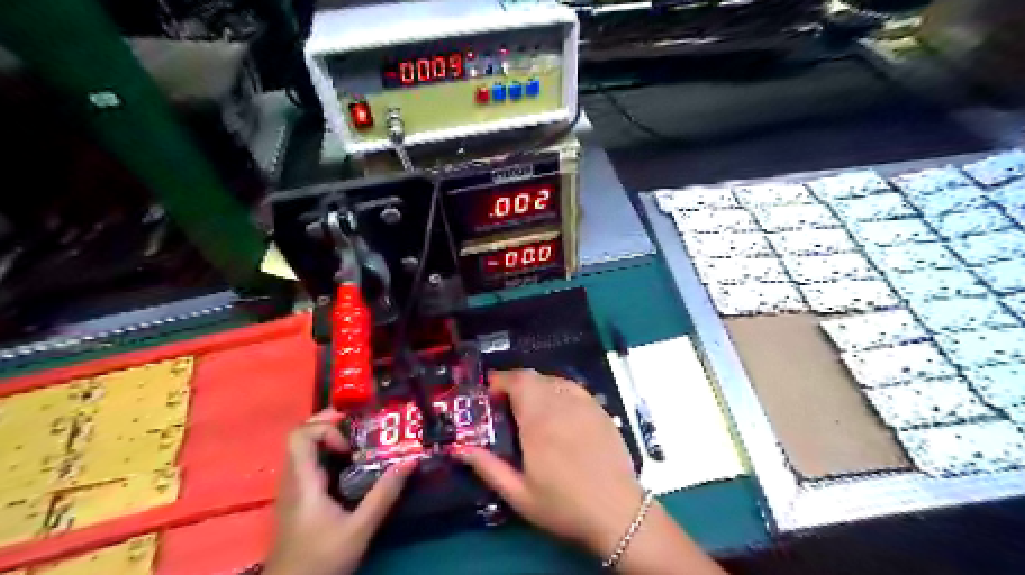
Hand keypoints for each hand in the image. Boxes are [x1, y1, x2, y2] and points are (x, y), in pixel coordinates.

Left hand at [264, 409, 415, 574]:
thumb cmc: (321, 560)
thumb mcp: (359, 528)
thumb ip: (384, 494)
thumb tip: (411, 460)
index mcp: (303, 482)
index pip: (300, 435)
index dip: (325, 429)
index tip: (350, 445)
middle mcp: (292, 479)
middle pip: (300, 436)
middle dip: (330, 423)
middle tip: (359, 424)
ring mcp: (292, 489)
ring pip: (303, 448)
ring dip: (329, 437)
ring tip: (359, 442)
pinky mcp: (297, 498)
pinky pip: (308, 462)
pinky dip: (327, 453)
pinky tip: (349, 465)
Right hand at [455, 370, 637, 554]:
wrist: (617, 512)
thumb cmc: (564, 506)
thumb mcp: (519, 495)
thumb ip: (488, 468)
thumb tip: (459, 449)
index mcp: (538, 422)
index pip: (518, 381)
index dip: (500, 380)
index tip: (489, 392)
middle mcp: (561, 405)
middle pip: (534, 377)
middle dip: (515, 383)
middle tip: (505, 402)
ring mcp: (584, 404)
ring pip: (553, 379)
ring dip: (536, 386)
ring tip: (529, 407)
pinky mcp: (600, 409)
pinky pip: (573, 388)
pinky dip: (558, 390)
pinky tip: (557, 409)